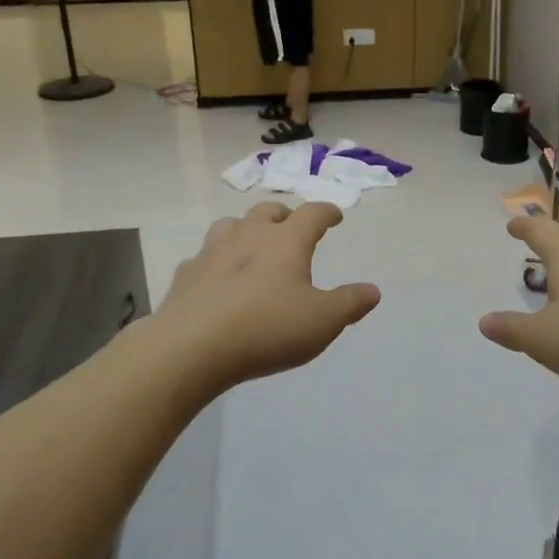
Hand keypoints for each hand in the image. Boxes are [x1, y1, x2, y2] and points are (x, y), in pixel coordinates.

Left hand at [159, 203, 380, 389]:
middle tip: (293, 227)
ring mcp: (212, 251)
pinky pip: (204, 256)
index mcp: (286, 241)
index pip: (312, 214)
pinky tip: (218, 277)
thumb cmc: (266, 329)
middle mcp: (248, 235)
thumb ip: (350, 303)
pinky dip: (217, 260)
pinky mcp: (186, 274)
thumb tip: (373, 290)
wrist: (191, 347)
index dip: (326, 212)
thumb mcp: (322, 322)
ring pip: (232, 224)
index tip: (335, 216)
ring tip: (254, 244)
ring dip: (247, 228)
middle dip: (285, 216)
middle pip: (268, 211)